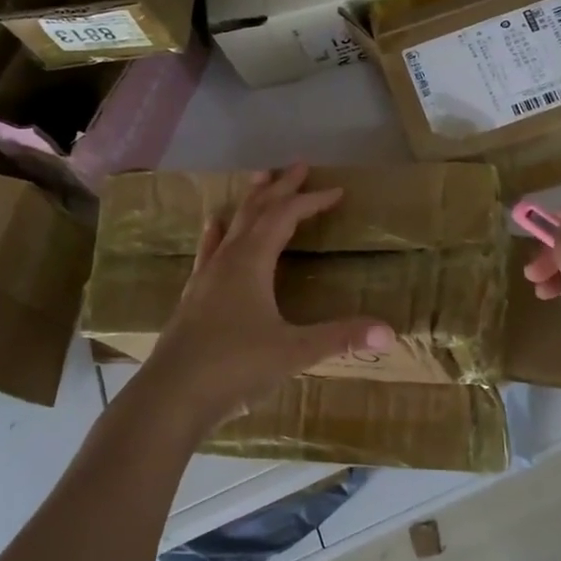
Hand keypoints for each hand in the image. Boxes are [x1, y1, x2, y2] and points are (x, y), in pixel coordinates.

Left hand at [138, 165, 396, 428]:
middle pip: (256, 210)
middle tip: (298, 165)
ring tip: (259, 179)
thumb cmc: (235, 367)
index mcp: (252, 261)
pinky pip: (209, 250)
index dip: (311, 201)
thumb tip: (390, 331)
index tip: (336, 191)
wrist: (171, 396)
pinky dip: (218, 232)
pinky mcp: (193, 295)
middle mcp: (228, 259)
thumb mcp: (294, 352)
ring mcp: (206, 276)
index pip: (285, 217)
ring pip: (231, 225)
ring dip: (250, 201)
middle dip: (280, 187)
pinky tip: (213, 226)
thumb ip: (340, 338)